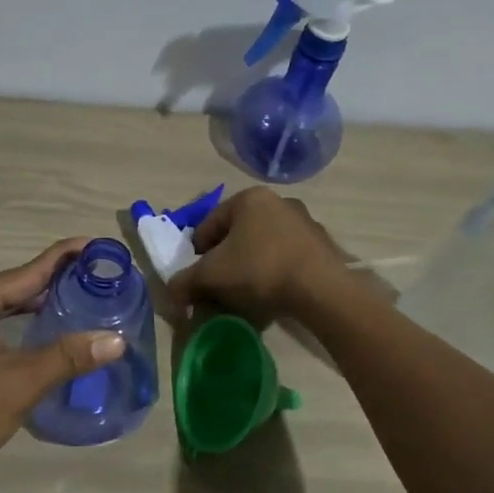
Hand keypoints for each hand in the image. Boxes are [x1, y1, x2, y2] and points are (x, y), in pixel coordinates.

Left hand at [0, 239, 125, 492]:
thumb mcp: (16, 385)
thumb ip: (66, 358)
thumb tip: (116, 339)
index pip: (29, 270)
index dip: (67, 257)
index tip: (101, 246)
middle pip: (15, 286)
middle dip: (57, 282)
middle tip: (101, 280)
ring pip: (2, 309)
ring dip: (37, 307)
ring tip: (80, 304)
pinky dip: (18, 328)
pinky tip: (40, 338)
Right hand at [163, 188, 351, 322]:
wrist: (320, 289)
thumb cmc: (259, 270)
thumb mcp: (211, 276)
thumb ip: (184, 282)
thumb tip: (171, 293)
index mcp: (248, 198)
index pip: (208, 224)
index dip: (196, 253)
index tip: (195, 277)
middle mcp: (278, 201)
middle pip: (237, 234)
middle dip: (224, 260)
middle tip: (218, 286)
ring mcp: (304, 222)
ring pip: (262, 245)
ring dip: (249, 266)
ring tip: (244, 295)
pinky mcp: (322, 245)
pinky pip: (286, 257)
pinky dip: (274, 272)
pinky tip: (272, 294)